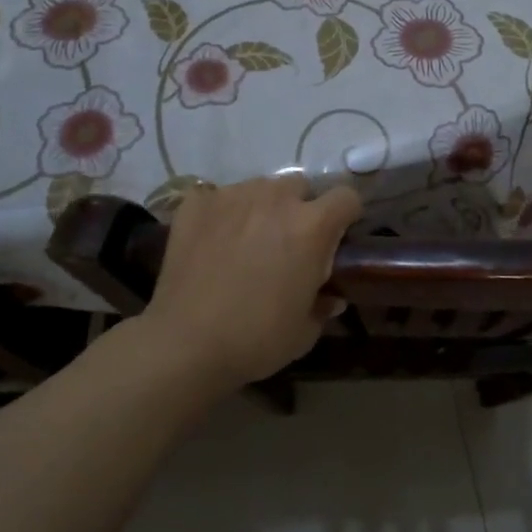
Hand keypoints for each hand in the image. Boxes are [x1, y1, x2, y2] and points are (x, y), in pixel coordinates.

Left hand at [143, 174, 361, 388]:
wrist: (185, 345)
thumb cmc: (256, 339)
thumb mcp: (305, 331)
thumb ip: (323, 304)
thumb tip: (330, 297)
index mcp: (312, 225)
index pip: (346, 197)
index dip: (346, 216)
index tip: (336, 238)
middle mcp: (276, 198)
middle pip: (300, 186)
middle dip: (301, 208)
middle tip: (288, 243)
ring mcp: (232, 195)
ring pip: (260, 187)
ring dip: (262, 207)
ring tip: (247, 241)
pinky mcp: (196, 203)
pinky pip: (218, 196)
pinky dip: (222, 212)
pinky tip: (213, 240)